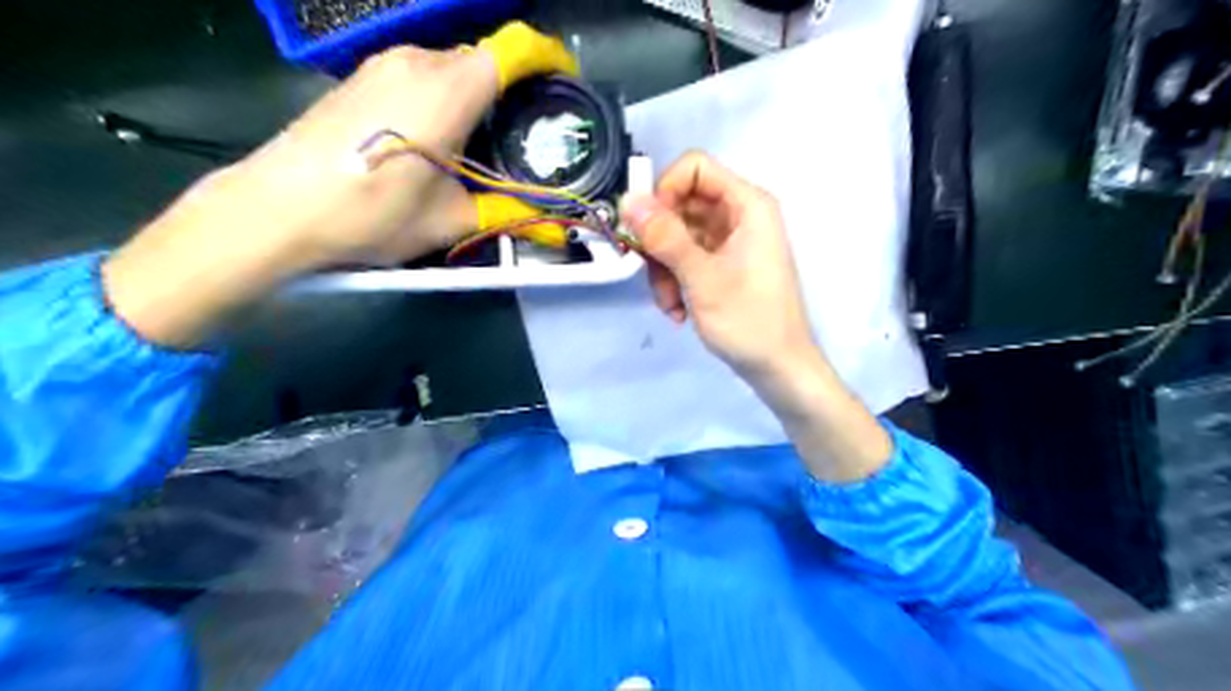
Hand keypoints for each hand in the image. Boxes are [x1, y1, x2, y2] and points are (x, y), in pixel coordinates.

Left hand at [101, 22, 576, 347]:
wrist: (278, 208)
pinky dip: (441, 97)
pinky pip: (418, 76)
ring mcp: (382, 65)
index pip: (513, 49)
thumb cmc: (372, 212)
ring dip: (474, 96)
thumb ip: (505, 213)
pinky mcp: (360, 78)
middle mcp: (417, 62)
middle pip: (482, 59)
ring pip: (449, 67)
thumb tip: (549, 225)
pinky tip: (436, 139)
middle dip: (511, 88)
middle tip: (524, 132)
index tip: (563, 81)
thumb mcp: (449, 221)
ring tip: (481, 143)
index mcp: (449, 90)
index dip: (546, 58)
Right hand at [625, 149, 813, 383]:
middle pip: (680, 204)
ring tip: (670, 304)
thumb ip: (665, 237)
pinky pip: (686, 259)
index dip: (664, 190)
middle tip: (651, 272)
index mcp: (747, 205)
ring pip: (677, 235)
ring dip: (664, 269)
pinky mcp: (722, 265)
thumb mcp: (702, 278)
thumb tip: (628, 199)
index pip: (694, 168)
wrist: (778, 369)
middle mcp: (739, 216)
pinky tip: (678, 312)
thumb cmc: (749, 321)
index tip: (646, 227)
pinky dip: (675, 281)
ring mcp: (730, 242)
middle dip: (659, 240)